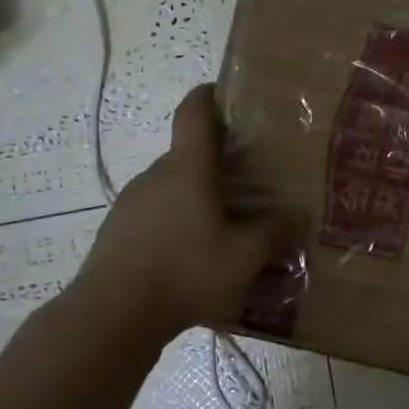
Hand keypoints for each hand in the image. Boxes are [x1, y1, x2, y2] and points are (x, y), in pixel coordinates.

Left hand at [75, 84, 292, 339]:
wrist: (111, 315)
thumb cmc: (186, 271)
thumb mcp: (245, 257)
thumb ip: (275, 233)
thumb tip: (296, 218)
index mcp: (188, 167)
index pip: (194, 111)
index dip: (209, 95)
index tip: (225, 93)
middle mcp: (156, 175)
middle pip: (187, 156)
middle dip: (216, 166)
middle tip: (247, 188)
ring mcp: (130, 204)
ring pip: (170, 190)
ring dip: (194, 202)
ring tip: (221, 232)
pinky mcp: (116, 233)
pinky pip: (153, 218)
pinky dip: (173, 227)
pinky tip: (189, 261)